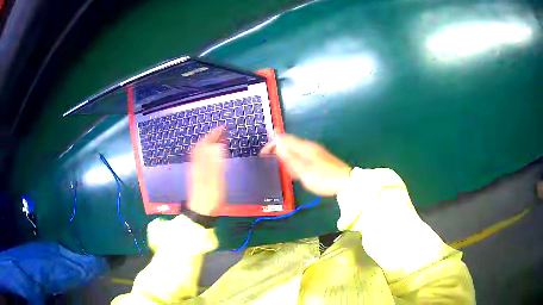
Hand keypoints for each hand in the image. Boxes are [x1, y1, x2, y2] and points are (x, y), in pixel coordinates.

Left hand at [188, 126, 226, 215]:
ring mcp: (196, 170)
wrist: (200, 211)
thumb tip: (216, 146)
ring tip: (218, 140)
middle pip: (200, 146)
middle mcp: (196, 165)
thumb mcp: (215, 181)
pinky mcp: (197, 176)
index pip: (205, 144)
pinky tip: (212, 155)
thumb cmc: (210, 197)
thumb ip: (215, 163)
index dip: (213, 134)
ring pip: (200, 152)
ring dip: (208, 144)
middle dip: (210, 137)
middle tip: (221, 132)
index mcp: (201, 164)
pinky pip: (201, 158)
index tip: (222, 128)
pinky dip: (207, 152)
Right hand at [260, 134, 351, 195]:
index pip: (284, 139)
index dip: (272, 144)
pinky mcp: (320, 160)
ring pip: (296, 152)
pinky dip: (297, 164)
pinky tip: (298, 173)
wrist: (346, 184)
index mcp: (305, 147)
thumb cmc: (323, 178)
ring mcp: (316, 153)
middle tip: (274, 164)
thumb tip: (277, 144)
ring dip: (288, 159)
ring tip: (286, 171)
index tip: (263, 154)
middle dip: (279, 152)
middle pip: (290, 144)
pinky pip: (303, 158)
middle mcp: (309, 147)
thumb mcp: (303, 170)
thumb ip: (289, 157)